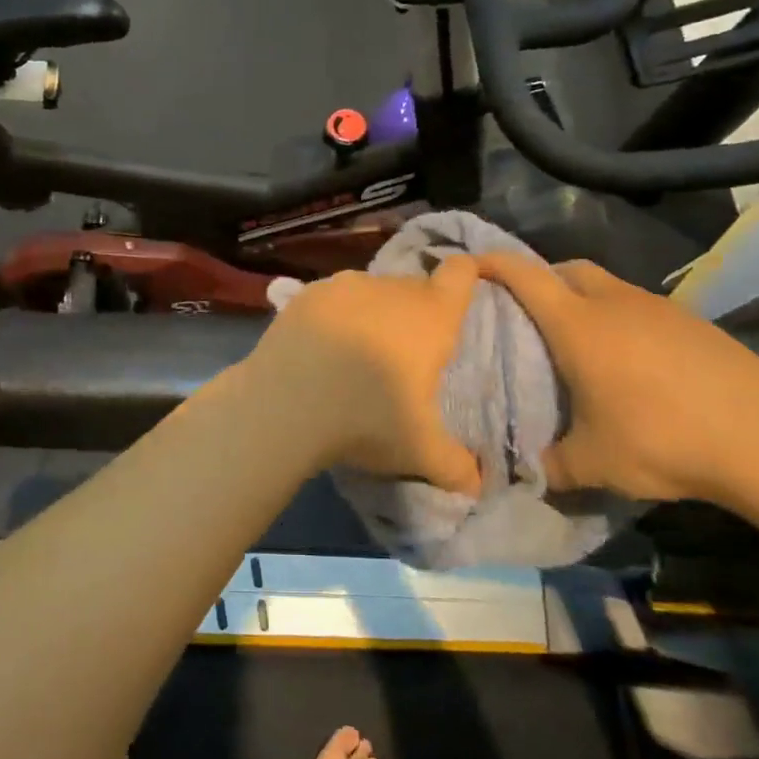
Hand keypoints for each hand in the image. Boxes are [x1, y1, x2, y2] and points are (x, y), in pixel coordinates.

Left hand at [241, 260, 482, 494]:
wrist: (282, 406)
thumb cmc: (365, 420)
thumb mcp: (419, 451)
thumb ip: (456, 467)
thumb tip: (476, 486)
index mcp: (429, 315)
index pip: (461, 272)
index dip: (469, 276)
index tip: (463, 297)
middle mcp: (389, 289)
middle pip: (414, 288)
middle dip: (416, 314)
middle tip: (405, 357)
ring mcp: (343, 286)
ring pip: (372, 292)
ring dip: (373, 314)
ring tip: (358, 355)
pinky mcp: (305, 295)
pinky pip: (333, 300)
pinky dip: (334, 317)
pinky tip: (321, 350)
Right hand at [476, 254, 758, 503]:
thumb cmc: (661, 440)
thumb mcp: (591, 464)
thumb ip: (547, 465)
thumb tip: (522, 472)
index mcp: (578, 325)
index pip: (525, 276)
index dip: (493, 263)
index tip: (469, 264)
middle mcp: (615, 304)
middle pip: (567, 269)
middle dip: (540, 277)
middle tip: (524, 309)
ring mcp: (659, 308)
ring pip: (607, 285)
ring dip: (583, 297)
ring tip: (577, 337)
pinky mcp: (693, 322)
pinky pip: (640, 306)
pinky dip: (620, 317)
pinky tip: (630, 358)